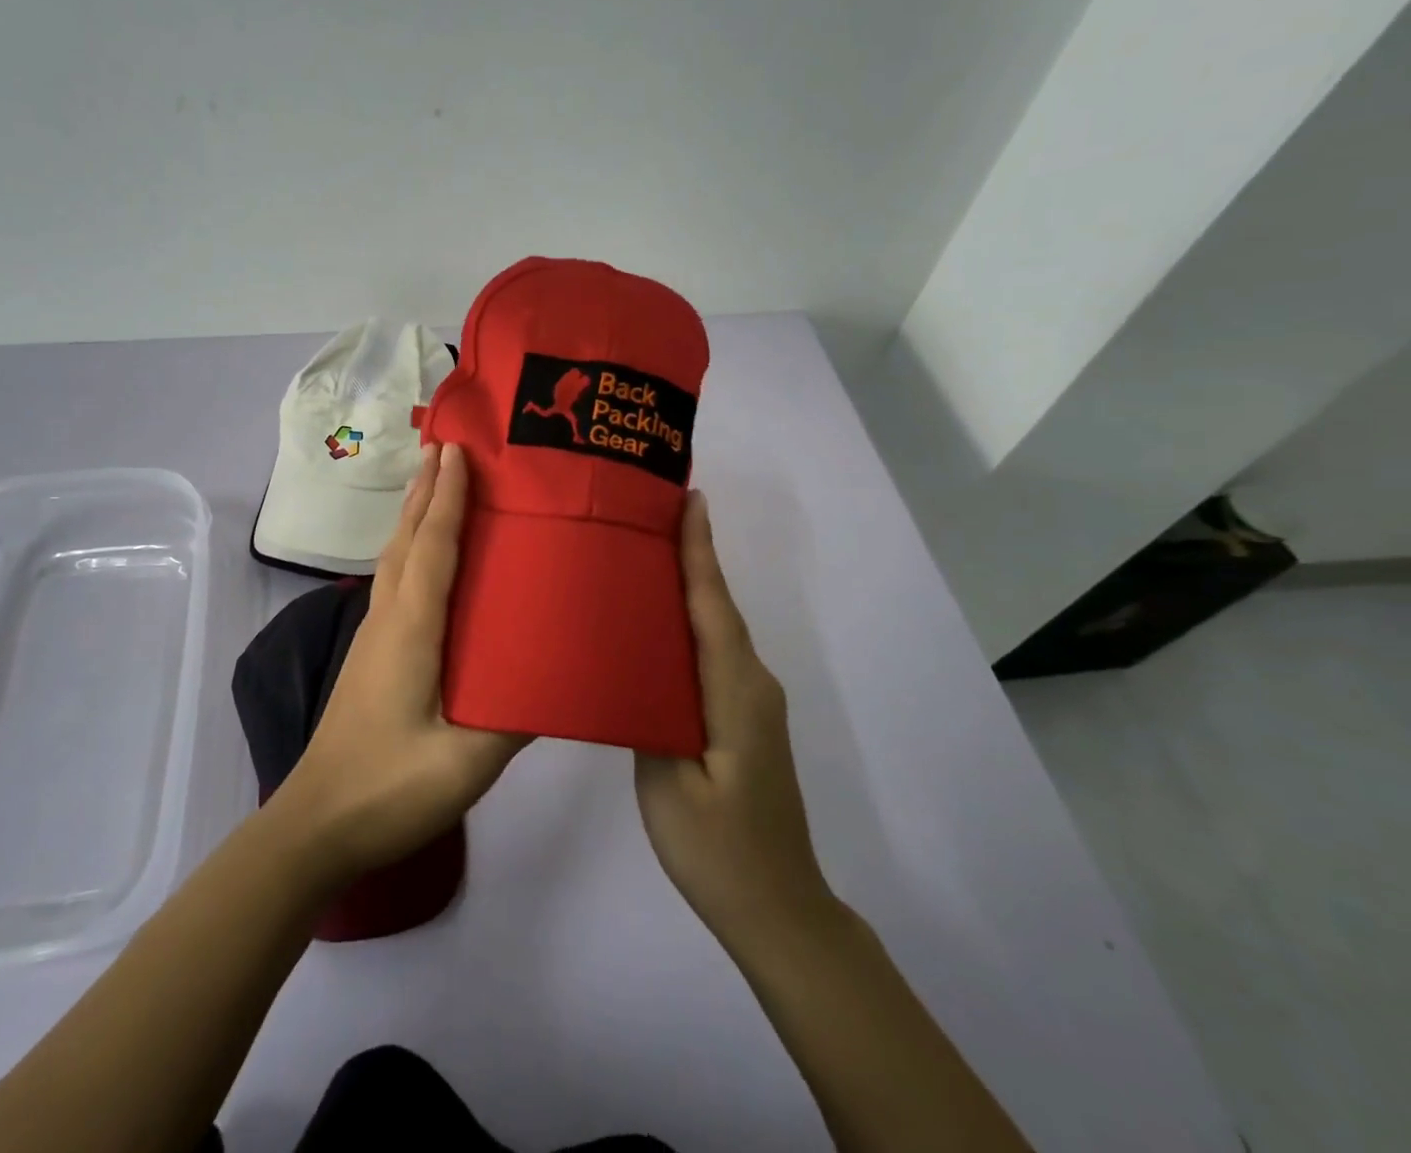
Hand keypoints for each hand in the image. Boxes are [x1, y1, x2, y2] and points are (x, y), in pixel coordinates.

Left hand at [275, 443, 527, 883]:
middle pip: (406, 539)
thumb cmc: (390, 789)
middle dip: (426, 491)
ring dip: (415, 515)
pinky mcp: (371, 654)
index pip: (432, 548)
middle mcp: (387, 619)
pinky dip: (411, 548)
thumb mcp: (465, 763)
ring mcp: (373, 636)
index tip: (458, 452)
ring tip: (437, 484)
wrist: (317, 824)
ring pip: (395, 557)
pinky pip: (393, 581)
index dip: (447, 498)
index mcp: (411, 630)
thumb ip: (515, 717)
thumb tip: (561, 675)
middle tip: (448, 448)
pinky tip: (425, 557)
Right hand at [635, 492, 835, 949]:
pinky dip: (690, 624)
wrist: (778, 910)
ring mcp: (752, 701)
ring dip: (689, 587)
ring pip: (716, 629)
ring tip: (643, 554)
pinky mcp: (745, 718)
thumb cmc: (718, 848)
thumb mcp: (668, 783)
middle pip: (717, 607)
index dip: (700, 551)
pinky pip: (714, 653)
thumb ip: (649, 713)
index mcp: (734, 691)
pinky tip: (657, 623)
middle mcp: (752, 683)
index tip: (690, 499)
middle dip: (690, 556)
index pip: (713, 605)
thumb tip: (632, 662)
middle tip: (648, 514)